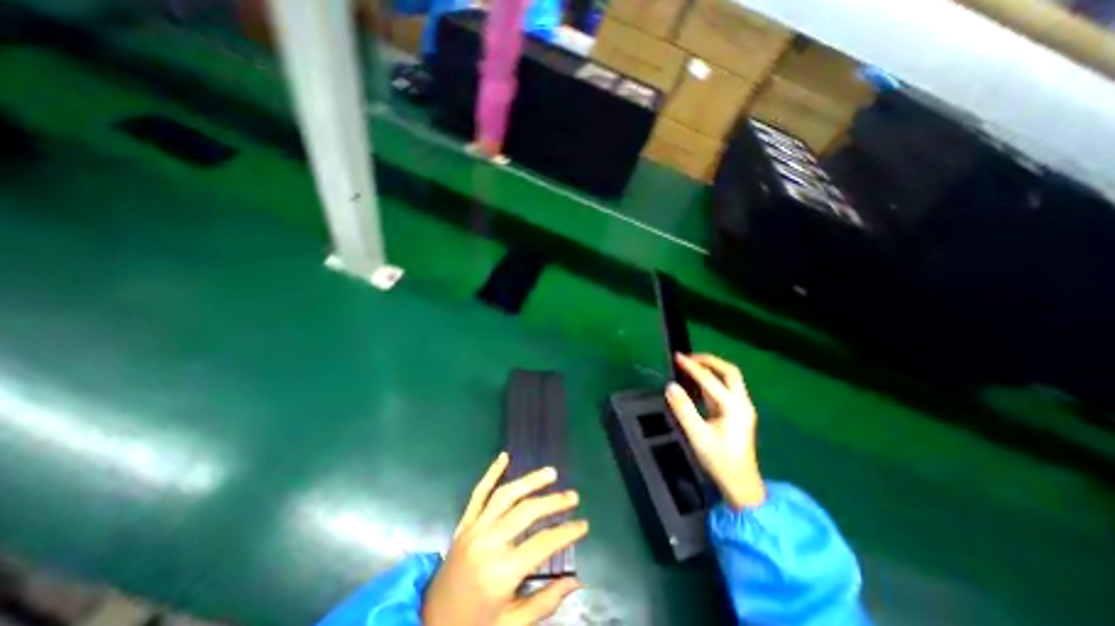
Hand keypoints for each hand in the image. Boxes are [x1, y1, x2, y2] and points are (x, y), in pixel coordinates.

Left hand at [424, 452, 585, 621]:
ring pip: (506, 495)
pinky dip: (492, 473)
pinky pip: (479, 493)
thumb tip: (576, 581)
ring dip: (530, 481)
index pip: (543, 543)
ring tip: (551, 473)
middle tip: (573, 496)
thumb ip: (545, 602)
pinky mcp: (464, 524)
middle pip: (527, 512)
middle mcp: (488, 543)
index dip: (566, 532)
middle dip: (553, 502)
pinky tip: (504, 457)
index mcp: (501, 572)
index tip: (583, 525)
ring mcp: (474, 529)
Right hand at [660, 353, 768, 509]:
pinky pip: (724, 388)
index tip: (677, 357)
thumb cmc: (720, 461)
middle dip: (709, 361)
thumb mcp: (698, 436)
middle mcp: (742, 403)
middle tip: (688, 358)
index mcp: (735, 408)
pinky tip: (697, 383)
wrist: (741, 485)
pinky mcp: (736, 412)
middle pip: (729, 372)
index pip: (711, 380)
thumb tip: (670, 386)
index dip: (692, 367)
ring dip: (711, 368)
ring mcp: (741, 407)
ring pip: (729, 378)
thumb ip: (684, 410)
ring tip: (690, 365)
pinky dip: (710, 380)